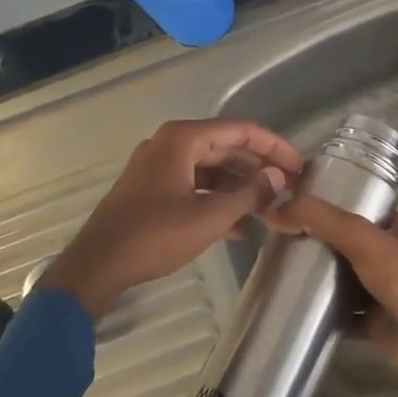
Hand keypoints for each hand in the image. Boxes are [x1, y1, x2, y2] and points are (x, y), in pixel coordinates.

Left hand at [40, 119, 303, 318]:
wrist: (98, 265)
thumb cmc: (155, 235)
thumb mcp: (209, 216)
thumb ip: (249, 194)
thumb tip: (278, 176)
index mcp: (182, 139)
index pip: (240, 130)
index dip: (274, 146)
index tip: (299, 166)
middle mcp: (170, 144)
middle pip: (226, 147)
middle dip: (258, 169)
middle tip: (289, 188)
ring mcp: (159, 167)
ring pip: (211, 169)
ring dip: (240, 188)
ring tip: (269, 210)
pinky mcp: (152, 189)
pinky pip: (194, 185)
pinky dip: (217, 200)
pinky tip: (240, 226)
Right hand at [268, 195, 397, 396]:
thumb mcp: (365, 239)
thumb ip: (324, 221)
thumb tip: (275, 208)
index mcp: (395, 228)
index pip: (355, 209)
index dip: (325, 207)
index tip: (288, 207)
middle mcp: (389, 256)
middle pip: (345, 245)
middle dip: (315, 244)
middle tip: (275, 241)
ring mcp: (382, 292)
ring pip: (342, 280)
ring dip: (317, 279)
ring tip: (276, 271)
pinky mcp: (374, 325)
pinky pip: (342, 316)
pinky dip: (322, 314)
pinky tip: (292, 310)